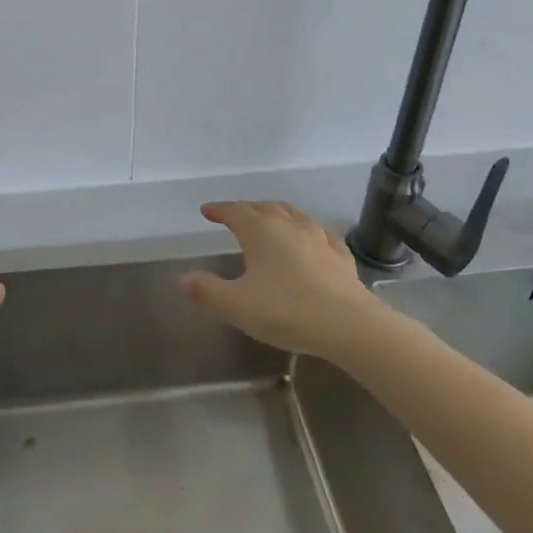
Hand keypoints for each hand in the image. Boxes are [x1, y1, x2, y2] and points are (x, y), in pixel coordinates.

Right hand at [181, 201, 381, 357]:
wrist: (348, 325)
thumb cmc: (286, 310)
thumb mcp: (237, 305)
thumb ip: (207, 291)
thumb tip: (184, 279)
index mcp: (260, 230)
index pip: (233, 211)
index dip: (218, 210)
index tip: (207, 210)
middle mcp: (288, 225)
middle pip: (264, 207)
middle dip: (247, 209)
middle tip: (236, 216)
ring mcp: (318, 238)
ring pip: (294, 215)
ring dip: (278, 214)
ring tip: (272, 220)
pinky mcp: (340, 256)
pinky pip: (321, 235)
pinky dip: (309, 233)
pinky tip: (312, 240)